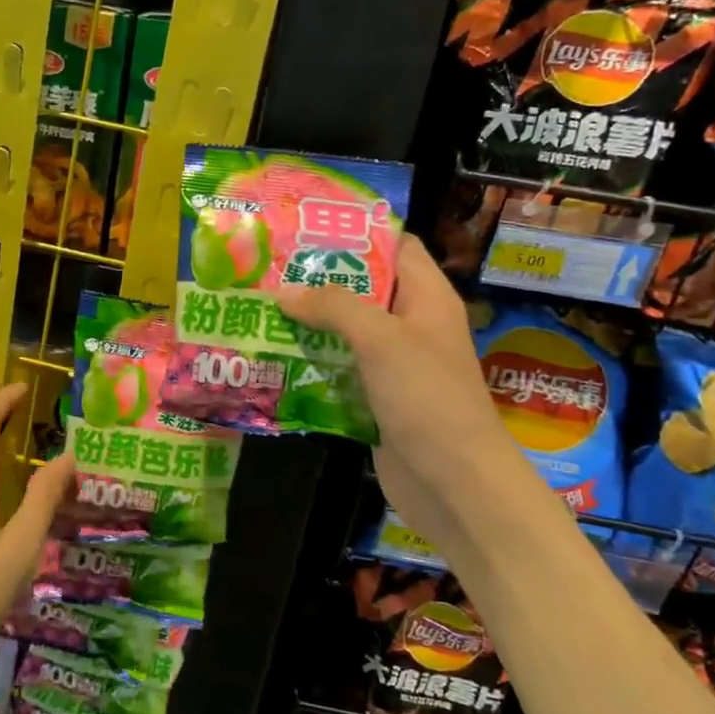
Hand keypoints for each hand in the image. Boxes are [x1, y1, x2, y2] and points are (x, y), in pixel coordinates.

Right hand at [276, 235, 524, 529]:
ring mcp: (394, 365)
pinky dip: (311, 362)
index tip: (306, 229)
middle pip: (363, 289)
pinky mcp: (376, 398)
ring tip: (260, 307)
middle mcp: (411, 325)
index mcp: (426, 298)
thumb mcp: (381, 340)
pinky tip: (272, 356)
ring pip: (346, 332)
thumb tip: (283, 292)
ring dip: (308, 323)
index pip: (395, 247)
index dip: (356, 234)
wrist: (454, 484)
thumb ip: (334, 307)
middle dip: (318, 280)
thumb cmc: (427, 398)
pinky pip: (339, 369)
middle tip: (269, 269)